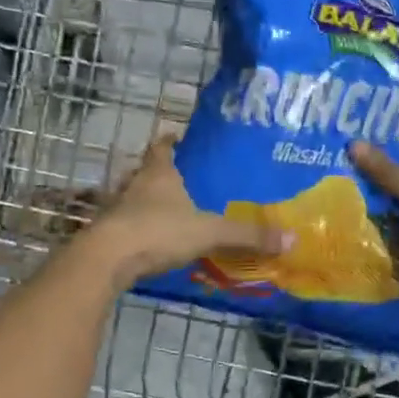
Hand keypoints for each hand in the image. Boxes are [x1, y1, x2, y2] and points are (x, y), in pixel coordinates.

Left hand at [93, 135, 290, 285]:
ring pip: (133, 198)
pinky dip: (139, 230)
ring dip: (147, 203)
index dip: (171, 142)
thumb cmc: (158, 231)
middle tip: (182, 180)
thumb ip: (247, 235)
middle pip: (146, 172)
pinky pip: (126, 226)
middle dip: (161, 174)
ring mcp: (117, 210)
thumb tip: (291, 238)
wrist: (107, 259)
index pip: (163, 147)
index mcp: (159, 174)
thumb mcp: (209, 232)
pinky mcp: (108, 234)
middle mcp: (135, 185)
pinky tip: (152, 242)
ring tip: (169, 212)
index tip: (179, 138)